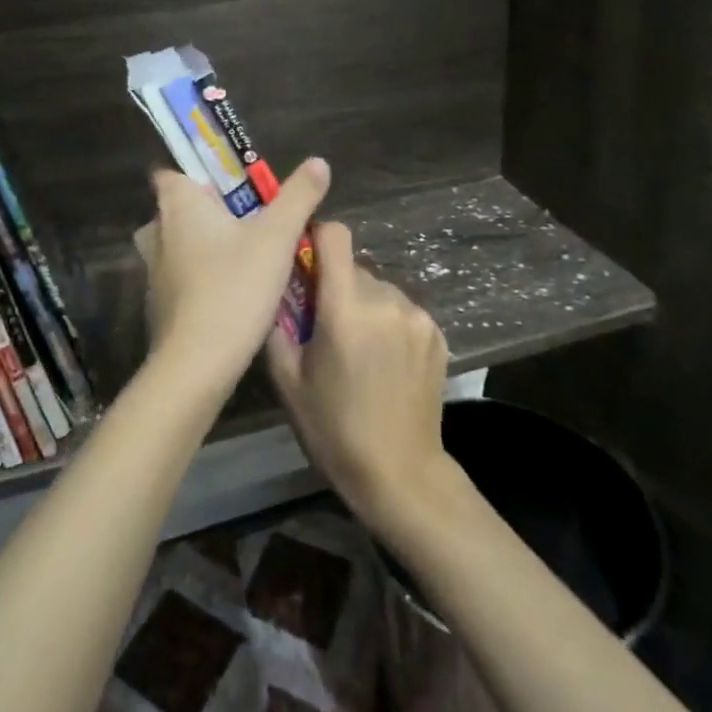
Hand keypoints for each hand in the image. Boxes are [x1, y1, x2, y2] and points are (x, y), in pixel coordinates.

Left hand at [132, 158, 329, 399]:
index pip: (171, 171)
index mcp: (178, 204)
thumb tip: (318, 162)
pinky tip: (233, 291)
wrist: (196, 364)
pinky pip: (181, 274)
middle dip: (210, 210)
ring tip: (248, 255)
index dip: (197, 172)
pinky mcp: (159, 302)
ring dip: (207, 244)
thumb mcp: (277, 238)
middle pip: (180, 207)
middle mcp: (157, 230)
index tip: (231, 184)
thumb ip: (298, 196)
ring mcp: (153, 269)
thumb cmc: (234, 287)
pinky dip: (202, 275)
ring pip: (180, 243)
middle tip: (251, 220)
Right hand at [267, 222, 452, 532]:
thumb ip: (277, 324)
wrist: (401, 475)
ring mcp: (417, 316)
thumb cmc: (334, 430)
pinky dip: (388, 322)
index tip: (305, 262)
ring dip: (364, 304)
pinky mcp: (437, 332)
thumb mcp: (287, 381)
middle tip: (326, 326)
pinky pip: (402, 309)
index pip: (335, 235)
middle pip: (353, 268)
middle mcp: (385, 300)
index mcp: (345, 309)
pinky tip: (385, 361)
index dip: (317, 238)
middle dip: (336, 286)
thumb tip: (274, 288)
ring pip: (378, 288)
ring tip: (358, 349)